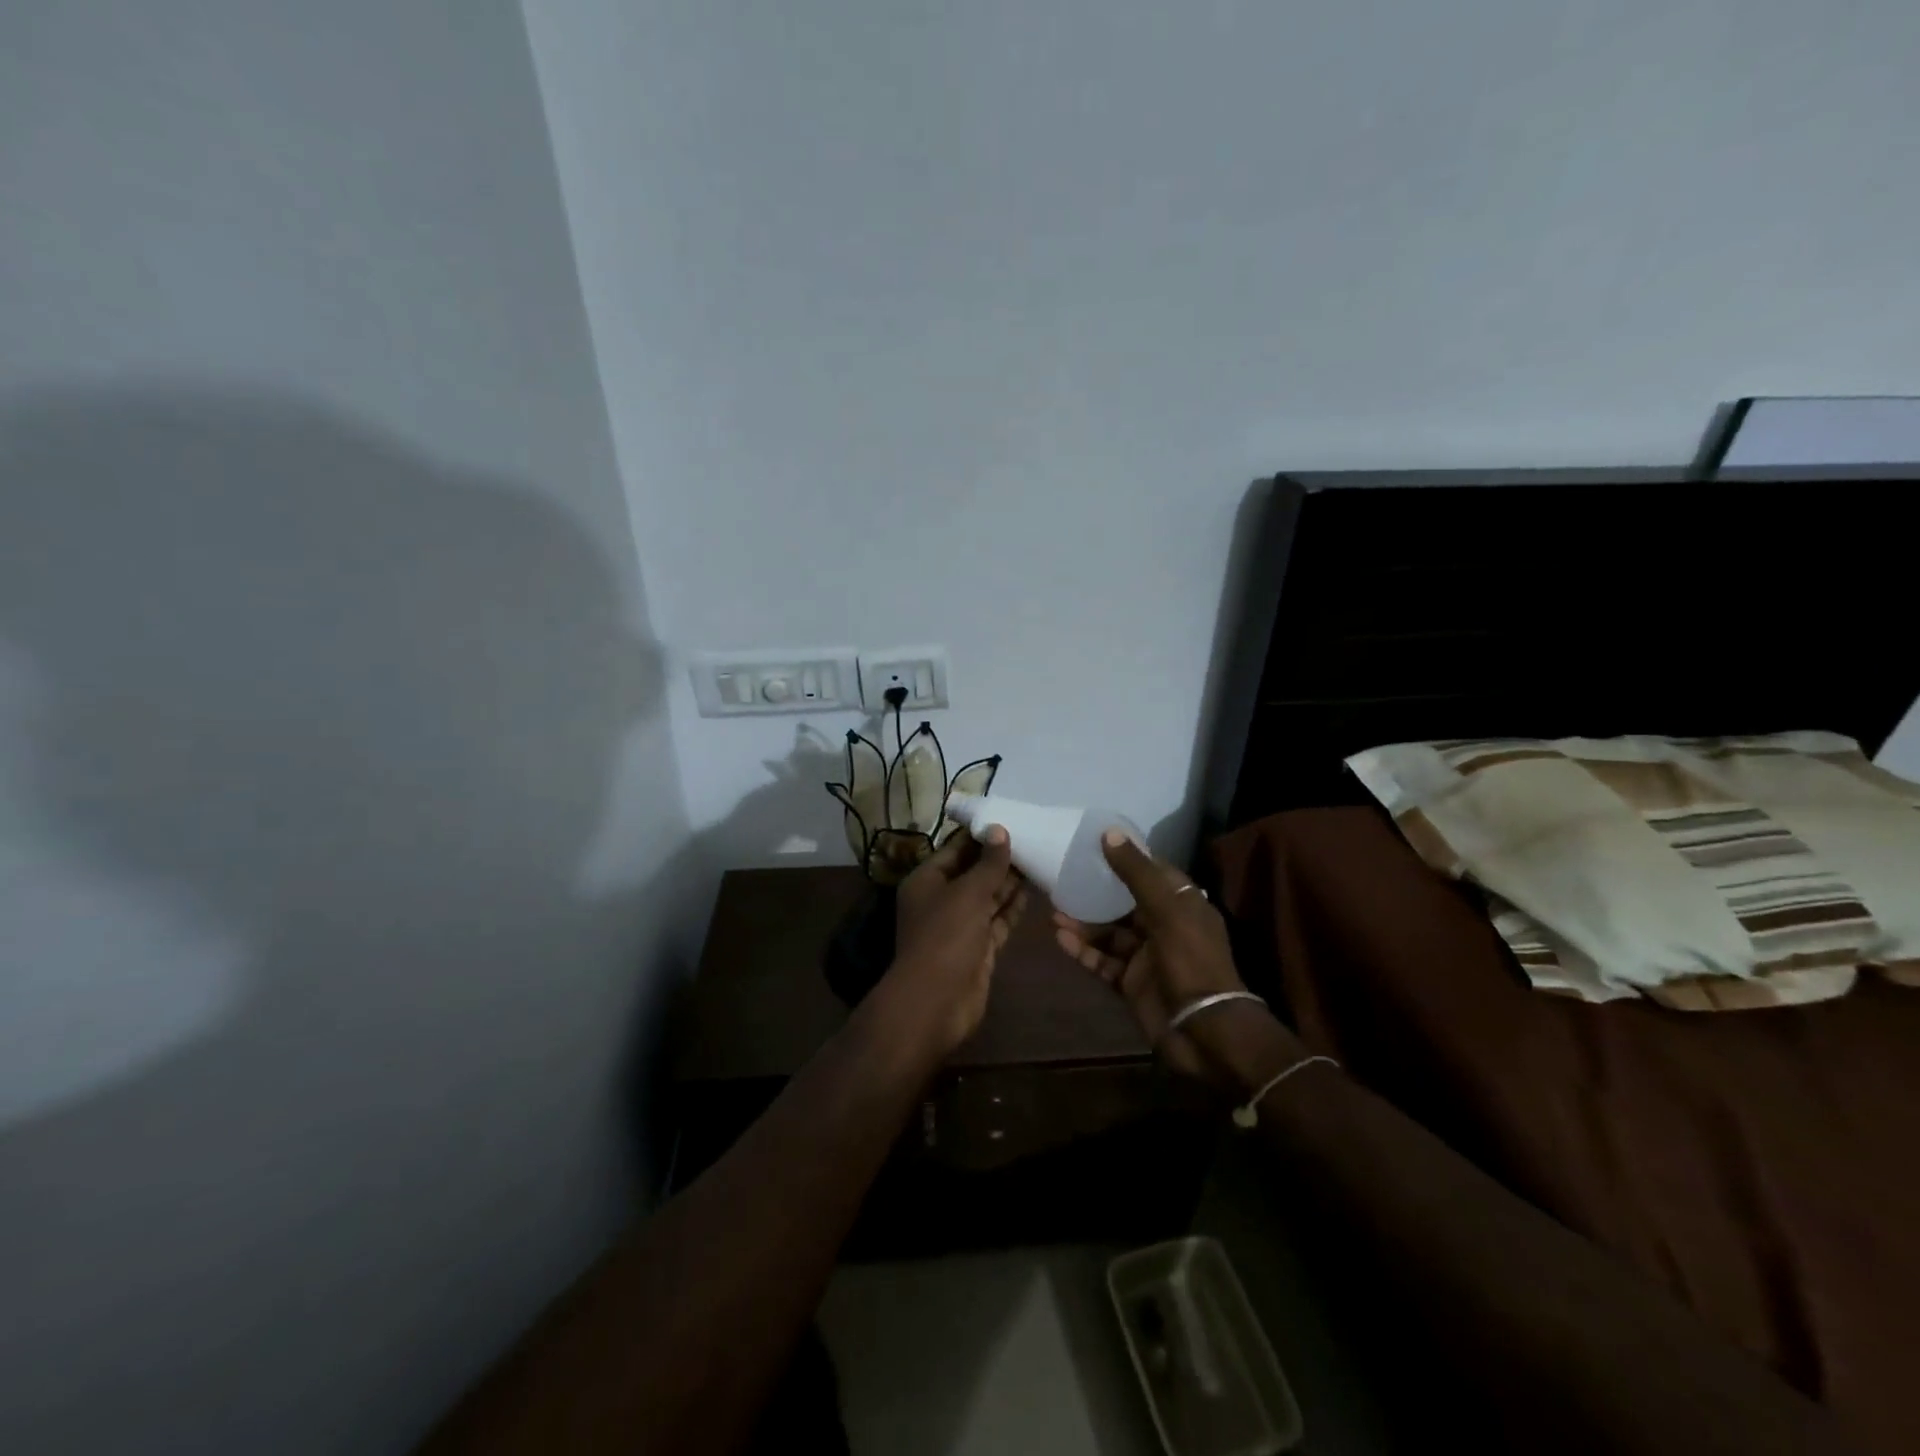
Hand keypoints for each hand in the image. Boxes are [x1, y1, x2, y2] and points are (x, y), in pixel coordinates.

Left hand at [888, 826, 1027, 1054]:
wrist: (937, 1002)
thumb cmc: (945, 937)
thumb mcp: (968, 893)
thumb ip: (988, 864)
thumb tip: (1000, 830)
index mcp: (926, 881)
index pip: (955, 849)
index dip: (980, 836)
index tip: (1009, 820)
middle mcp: (941, 900)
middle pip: (972, 873)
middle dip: (998, 859)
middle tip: (1032, 837)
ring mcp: (960, 926)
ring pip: (987, 897)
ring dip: (1009, 882)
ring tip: (1039, 857)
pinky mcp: (978, 948)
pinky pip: (997, 921)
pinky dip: (1013, 907)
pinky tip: (1034, 891)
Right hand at [1054, 831, 1256, 1079]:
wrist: (1205, 1032)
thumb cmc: (1192, 962)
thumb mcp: (1167, 910)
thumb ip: (1137, 873)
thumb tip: (1109, 833)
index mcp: (1183, 904)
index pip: (1152, 872)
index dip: (1126, 857)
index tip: (1093, 843)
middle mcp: (1165, 926)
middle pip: (1125, 902)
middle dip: (1096, 892)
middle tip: (1063, 878)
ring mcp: (1147, 956)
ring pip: (1110, 933)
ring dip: (1084, 923)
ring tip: (1053, 911)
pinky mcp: (1132, 983)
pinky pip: (1103, 961)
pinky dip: (1084, 951)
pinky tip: (1061, 940)